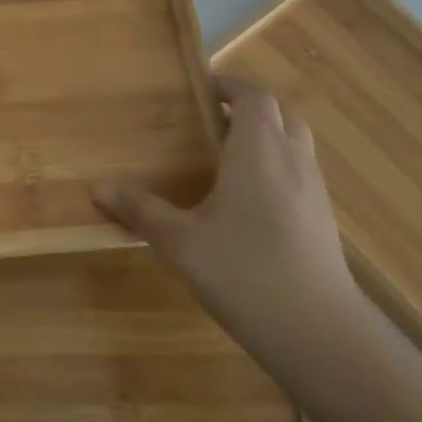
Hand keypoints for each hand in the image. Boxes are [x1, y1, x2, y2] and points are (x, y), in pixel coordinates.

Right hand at [93, 76, 360, 361]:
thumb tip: (98, 188)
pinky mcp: (324, 222)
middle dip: (250, 107)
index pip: (254, 97)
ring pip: (295, 143)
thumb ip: (141, 210)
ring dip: (266, 135)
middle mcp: (292, 162)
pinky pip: (301, 173)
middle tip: (211, 118)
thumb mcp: (181, 242)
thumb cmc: (245, 274)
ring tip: (226, 154)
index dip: (230, 85)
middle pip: (281, 114)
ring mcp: (315, 193)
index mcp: (258, 153)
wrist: (322, 336)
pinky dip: (277, 166)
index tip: (201, 88)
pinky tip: (248, 199)